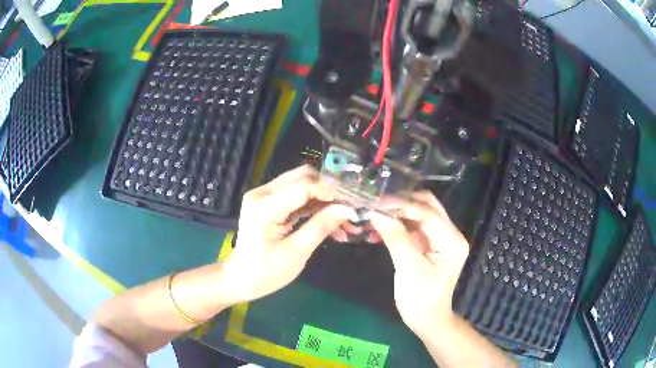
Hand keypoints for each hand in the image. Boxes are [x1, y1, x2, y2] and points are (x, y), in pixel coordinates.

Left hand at [217, 166, 355, 305]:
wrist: (241, 279)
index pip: (304, 186)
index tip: (354, 203)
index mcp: (265, 206)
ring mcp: (264, 196)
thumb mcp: (296, 253)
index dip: (331, 191)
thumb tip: (348, 209)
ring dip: (325, 200)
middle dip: (330, 191)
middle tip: (350, 209)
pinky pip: (297, 197)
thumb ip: (321, 227)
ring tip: (345, 222)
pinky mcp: (269, 203)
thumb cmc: (266, 273)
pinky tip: (332, 224)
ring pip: (302, 185)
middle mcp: (262, 193)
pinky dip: (315, 207)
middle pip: (303, 177)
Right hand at [369, 191, 469, 337]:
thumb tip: (376, 212)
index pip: (427, 213)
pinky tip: (381, 228)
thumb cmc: (420, 298)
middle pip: (427, 206)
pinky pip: (414, 226)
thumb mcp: (408, 268)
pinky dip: (398, 224)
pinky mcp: (429, 244)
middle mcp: (450, 233)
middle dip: (402, 202)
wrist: (426, 320)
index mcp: (452, 240)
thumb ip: (395, 238)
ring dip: (398, 212)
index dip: (402, 205)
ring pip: (419, 213)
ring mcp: (440, 238)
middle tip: (377, 204)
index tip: (377, 202)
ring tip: (376, 214)